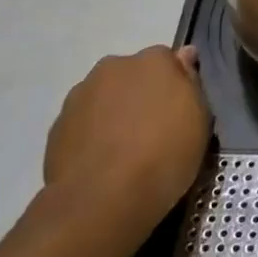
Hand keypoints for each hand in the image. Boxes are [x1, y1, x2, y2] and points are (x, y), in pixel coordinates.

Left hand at [42, 46, 210, 243]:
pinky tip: (102, 164)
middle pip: (134, 75)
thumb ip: (190, 83)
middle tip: (153, 132)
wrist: (101, 200)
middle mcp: (115, 66)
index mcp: (154, 60)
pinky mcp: (57, 124)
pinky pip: (84, 123)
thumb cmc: (163, 156)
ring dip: (115, 113)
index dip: (175, 86)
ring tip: (124, 153)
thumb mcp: (199, 122)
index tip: (180, 112)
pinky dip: (93, 135)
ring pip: (106, 97)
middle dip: (142, 95)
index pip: (169, 61)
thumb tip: (184, 56)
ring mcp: (81, 94)